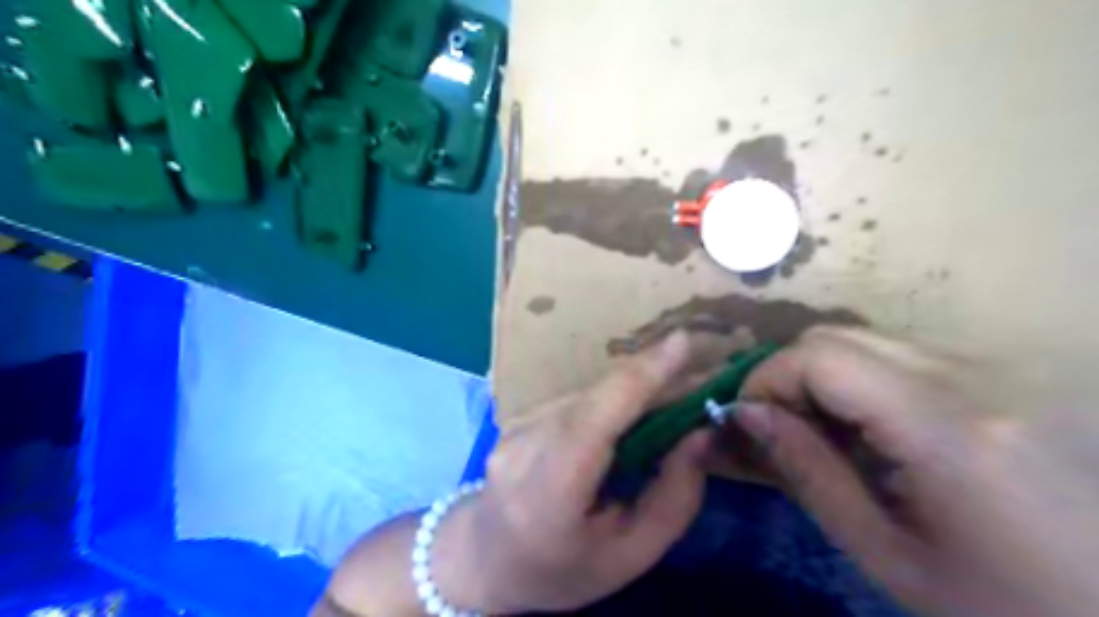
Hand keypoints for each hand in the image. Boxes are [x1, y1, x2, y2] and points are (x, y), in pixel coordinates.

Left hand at [433, 334, 718, 612]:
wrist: (485, 560)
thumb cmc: (563, 571)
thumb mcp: (631, 556)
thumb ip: (674, 498)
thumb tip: (700, 434)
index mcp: (549, 495)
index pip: (595, 420)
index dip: (640, 376)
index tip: (682, 342)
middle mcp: (523, 450)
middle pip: (594, 398)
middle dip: (649, 377)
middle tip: (694, 372)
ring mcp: (512, 430)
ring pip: (585, 395)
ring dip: (630, 388)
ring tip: (668, 394)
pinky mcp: (513, 419)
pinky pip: (572, 400)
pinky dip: (607, 399)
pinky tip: (628, 411)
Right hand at [734, 327, 1098, 615]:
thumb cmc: (1005, 605)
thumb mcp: (886, 553)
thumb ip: (808, 472)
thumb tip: (746, 414)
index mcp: (950, 429)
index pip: (820, 357)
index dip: (765, 378)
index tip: (745, 419)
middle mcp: (977, 376)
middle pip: (837, 337)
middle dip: (787, 376)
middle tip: (779, 429)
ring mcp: (998, 369)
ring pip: (866, 342)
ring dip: (822, 378)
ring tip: (823, 435)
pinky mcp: (1005, 374)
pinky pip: (901, 357)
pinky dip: (860, 381)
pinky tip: (871, 431)